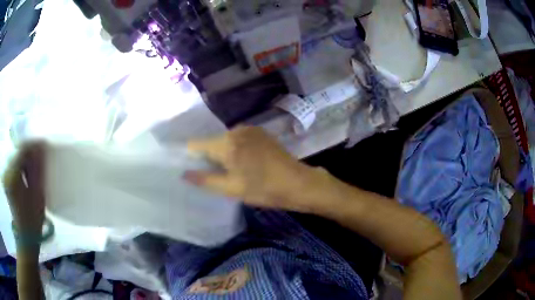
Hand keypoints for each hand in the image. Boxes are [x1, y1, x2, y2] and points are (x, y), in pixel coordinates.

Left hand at [3, 142, 45, 234]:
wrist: (25, 238)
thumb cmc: (33, 220)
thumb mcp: (37, 194)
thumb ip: (38, 168)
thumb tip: (42, 145)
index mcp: (12, 176)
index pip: (22, 149)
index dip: (34, 145)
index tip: (44, 146)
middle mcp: (6, 172)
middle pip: (18, 153)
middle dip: (29, 154)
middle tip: (39, 163)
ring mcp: (5, 176)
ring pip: (16, 158)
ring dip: (25, 161)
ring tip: (33, 172)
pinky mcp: (5, 179)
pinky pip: (13, 166)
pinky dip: (20, 167)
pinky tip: (26, 177)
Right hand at [185, 126, 328, 212]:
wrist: (299, 183)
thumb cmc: (264, 188)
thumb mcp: (231, 188)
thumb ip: (205, 179)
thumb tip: (184, 173)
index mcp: (226, 142)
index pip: (196, 144)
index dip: (191, 157)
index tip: (192, 170)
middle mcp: (236, 130)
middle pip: (211, 142)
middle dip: (209, 158)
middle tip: (215, 177)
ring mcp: (250, 129)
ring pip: (225, 141)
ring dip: (223, 155)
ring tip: (231, 172)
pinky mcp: (260, 133)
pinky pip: (238, 140)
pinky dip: (236, 150)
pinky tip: (244, 164)